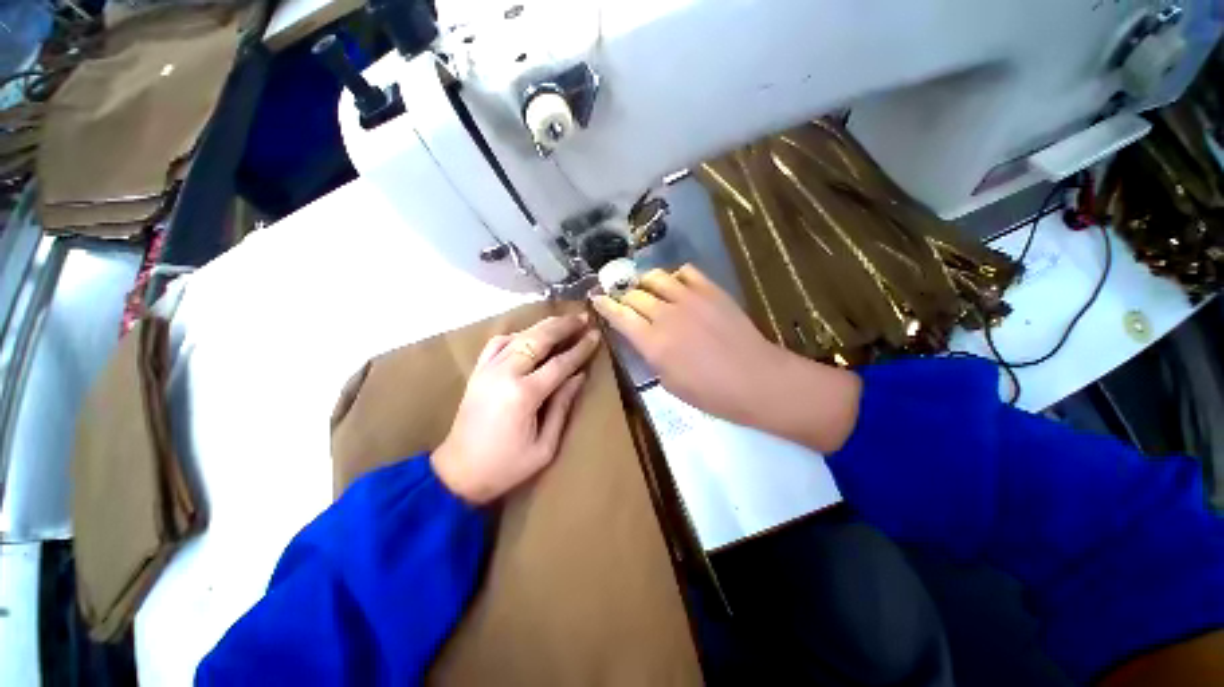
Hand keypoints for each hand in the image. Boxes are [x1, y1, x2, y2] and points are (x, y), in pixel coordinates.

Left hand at [432, 313, 600, 503]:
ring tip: (563, 321)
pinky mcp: (478, 371)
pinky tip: (529, 335)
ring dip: (544, 325)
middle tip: (583, 317)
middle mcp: (505, 374)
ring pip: (520, 336)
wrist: (458, 473)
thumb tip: (579, 376)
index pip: (560, 363)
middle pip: (538, 339)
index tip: (595, 335)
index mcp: (524, 395)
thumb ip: (562, 406)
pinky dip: (517, 334)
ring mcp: (488, 369)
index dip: (580, 348)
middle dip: (564, 326)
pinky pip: (498, 342)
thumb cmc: (506, 466)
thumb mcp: (544, 446)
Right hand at [592, 265, 860, 452]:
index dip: (604, 305)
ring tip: (647, 290)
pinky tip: (676, 287)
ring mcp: (690, 298)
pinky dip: (675, 277)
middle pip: (634, 294)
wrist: (756, 380)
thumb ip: (650, 355)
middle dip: (623, 296)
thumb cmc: (711, 393)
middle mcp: (666, 314)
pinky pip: (686, 272)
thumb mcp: (669, 383)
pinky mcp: (711, 291)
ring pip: (656, 277)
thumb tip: (642, 337)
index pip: (619, 315)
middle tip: (623, 300)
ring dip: (645, 283)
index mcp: (653, 342)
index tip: (596, 299)